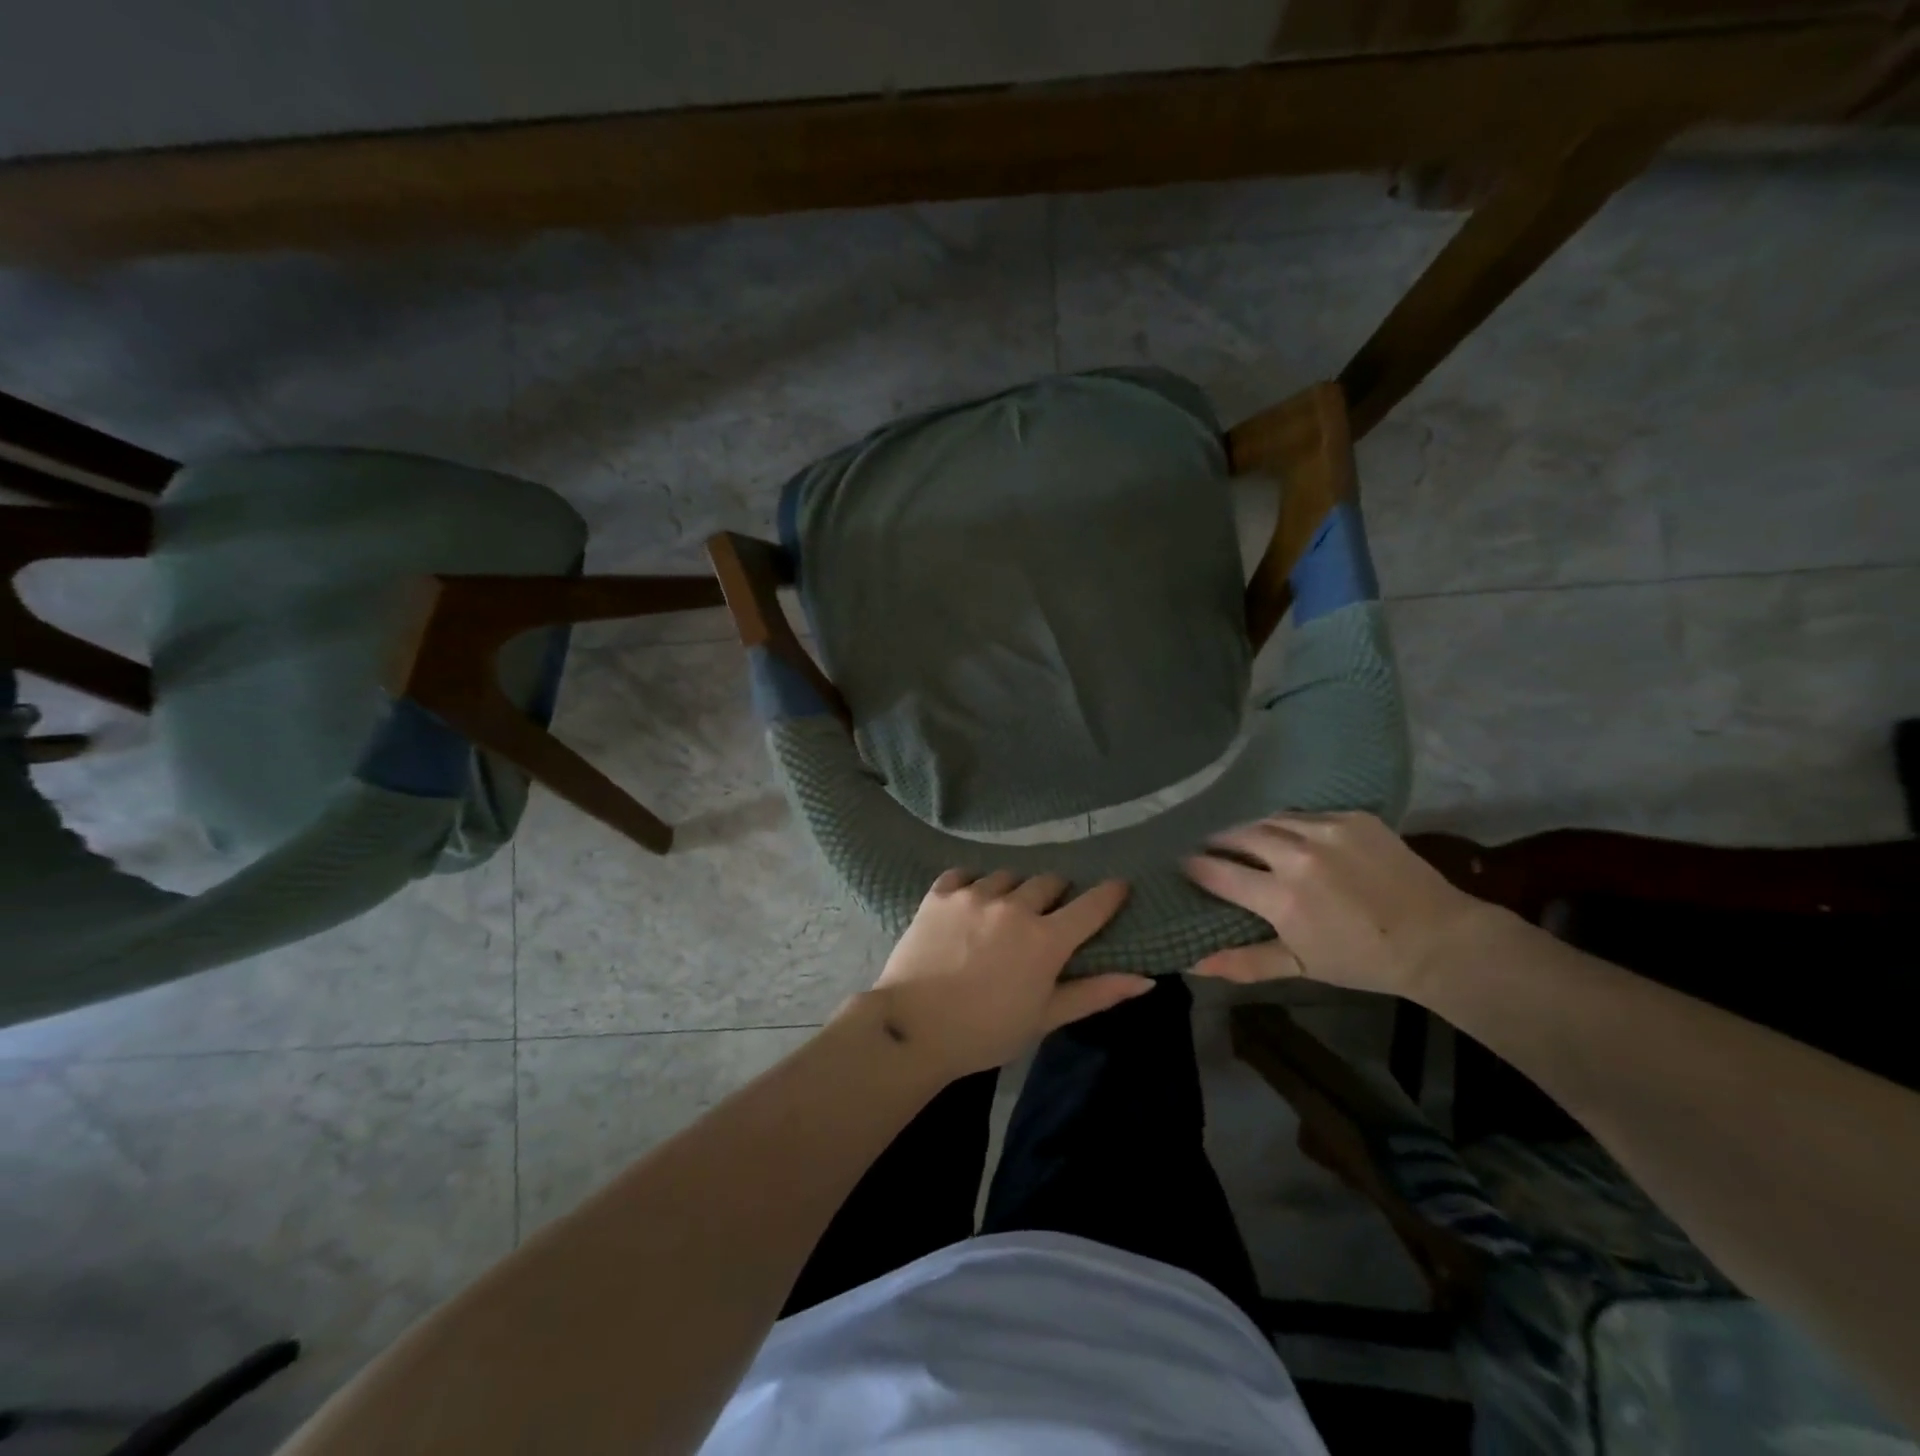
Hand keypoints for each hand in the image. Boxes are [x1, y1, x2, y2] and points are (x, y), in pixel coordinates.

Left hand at [858, 870, 1152, 1078]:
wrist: (913, 1029)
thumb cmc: (986, 1032)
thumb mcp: (1045, 1018)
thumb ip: (1095, 993)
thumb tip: (1146, 979)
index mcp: (1045, 939)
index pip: (1091, 904)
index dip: (1110, 894)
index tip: (1118, 888)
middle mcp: (1014, 906)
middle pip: (1048, 882)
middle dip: (1056, 895)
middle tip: (1047, 916)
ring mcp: (974, 895)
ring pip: (1007, 876)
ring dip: (1014, 890)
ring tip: (1004, 913)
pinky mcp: (940, 893)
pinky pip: (965, 874)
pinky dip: (973, 885)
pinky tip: (970, 904)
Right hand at [1182, 811, 1497, 997]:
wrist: (1438, 938)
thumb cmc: (1362, 960)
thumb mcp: (1300, 965)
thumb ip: (1244, 961)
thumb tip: (1192, 964)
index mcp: (1282, 897)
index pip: (1218, 871)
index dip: (1195, 867)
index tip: (1183, 865)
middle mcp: (1298, 855)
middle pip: (1239, 835)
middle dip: (1219, 841)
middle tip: (1210, 848)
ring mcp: (1327, 830)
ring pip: (1270, 819)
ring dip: (1252, 829)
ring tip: (1246, 840)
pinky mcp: (1353, 817)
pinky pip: (1304, 814)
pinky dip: (1289, 824)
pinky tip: (1291, 837)